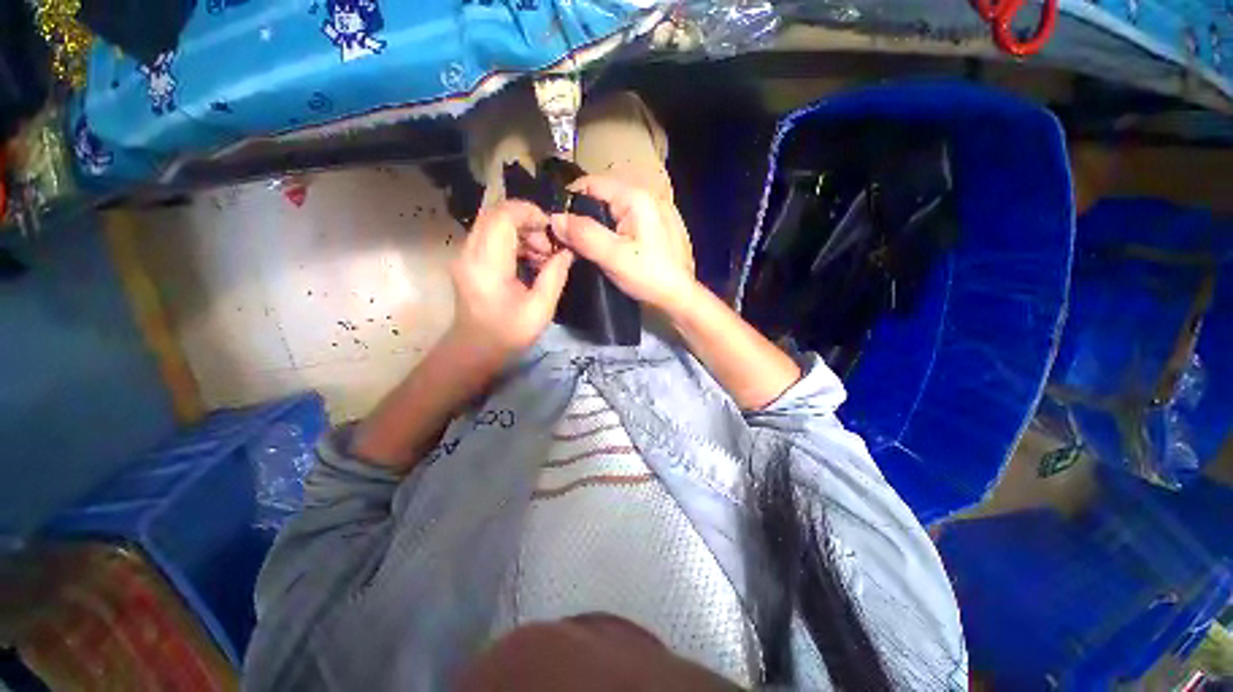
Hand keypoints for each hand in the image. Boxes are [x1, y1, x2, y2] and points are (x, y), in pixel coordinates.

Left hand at [450, 200, 573, 358]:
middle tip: (548, 247)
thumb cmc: (508, 334)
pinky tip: (529, 261)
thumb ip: (555, 276)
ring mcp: (466, 254)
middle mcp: (470, 252)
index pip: (503, 215)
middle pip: (496, 213)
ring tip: (542, 257)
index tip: (552, 232)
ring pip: (494, 222)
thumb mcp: (540, 309)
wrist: (475, 350)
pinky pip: (491, 236)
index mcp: (487, 263)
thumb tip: (568, 252)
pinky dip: (513, 241)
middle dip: (528, 222)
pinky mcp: (469, 259)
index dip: (530, 213)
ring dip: (522, 232)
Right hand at [547, 176, 695, 313]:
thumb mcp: (612, 256)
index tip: (556, 223)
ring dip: (595, 224)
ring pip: (611, 209)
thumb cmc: (647, 275)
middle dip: (582, 214)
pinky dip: (609, 230)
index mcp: (635, 197)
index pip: (591, 183)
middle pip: (601, 196)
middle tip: (567, 238)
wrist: (678, 296)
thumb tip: (554, 218)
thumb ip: (582, 235)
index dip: (569, 200)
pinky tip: (603, 246)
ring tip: (582, 244)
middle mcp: (645, 196)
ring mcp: (652, 210)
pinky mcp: (653, 225)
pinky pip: (623, 220)